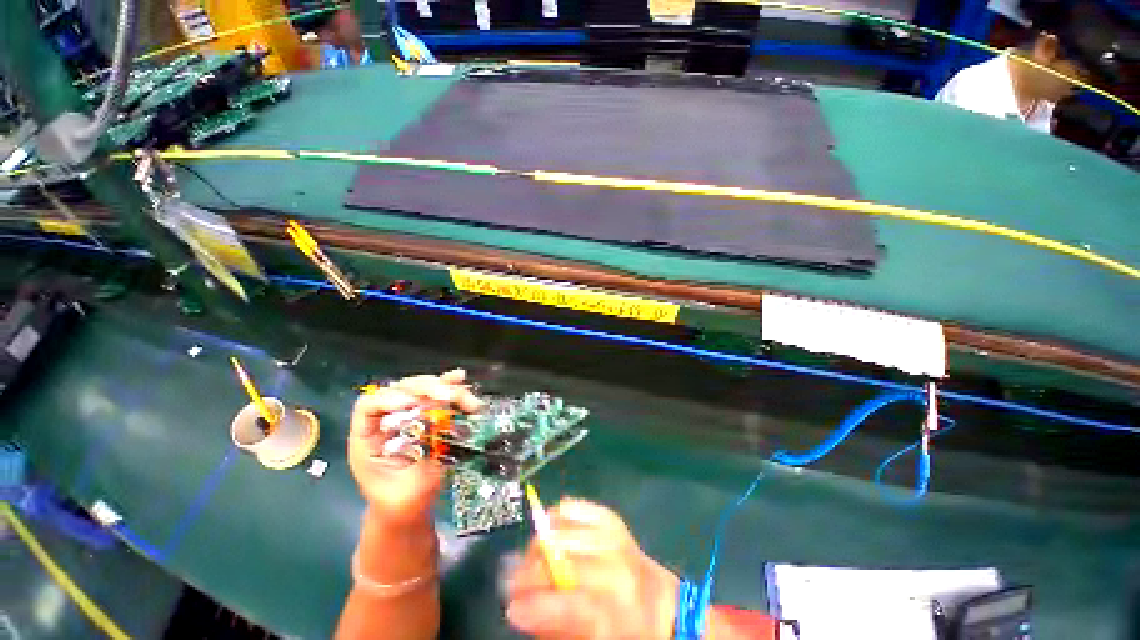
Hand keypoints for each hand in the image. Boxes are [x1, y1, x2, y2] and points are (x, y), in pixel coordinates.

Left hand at [348, 369, 482, 525]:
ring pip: (423, 389)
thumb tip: (439, 434)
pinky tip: (460, 380)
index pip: (368, 406)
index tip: (411, 403)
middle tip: (446, 396)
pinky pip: (437, 396)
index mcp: (368, 437)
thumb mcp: (405, 491)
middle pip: (401, 389)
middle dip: (426, 388)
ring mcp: (408, 414)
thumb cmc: (399, 503)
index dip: (388, 399)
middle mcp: (387, 419)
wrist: (407, 508)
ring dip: (445, 388)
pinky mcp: (428, 415)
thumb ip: (419, 463)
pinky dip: (450, 387)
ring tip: (464, 397)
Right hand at [506, 499, 679, 639]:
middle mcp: (618, 566)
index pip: (571, 602)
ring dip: (539, 545)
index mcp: (619, 610)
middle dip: (531, 572)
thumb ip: (557, 627)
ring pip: (564, 529)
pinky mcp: (610, 518)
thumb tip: (521, 610)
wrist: (661, 605)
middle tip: (514, 584)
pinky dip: (557, 517)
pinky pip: (575, 507)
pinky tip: (550, 532)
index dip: (537, 604)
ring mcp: (614, 536)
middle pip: (563, 559)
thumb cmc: (626, 631)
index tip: (512, 609)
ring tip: (531, 561)